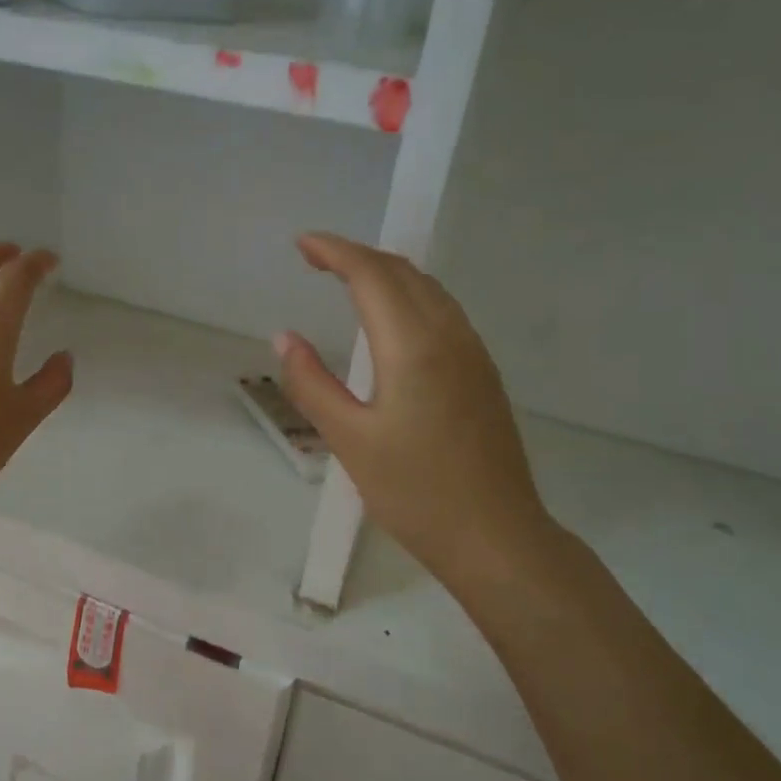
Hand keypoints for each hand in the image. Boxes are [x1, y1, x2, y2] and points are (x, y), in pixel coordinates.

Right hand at [274, 233, 562, 591]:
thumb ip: (312, 384)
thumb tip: (285, 338)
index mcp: (414, 347)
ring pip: (428, 290)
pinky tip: (391, 318)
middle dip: (357, 255)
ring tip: (347, 279)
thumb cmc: (415, 492)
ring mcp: (473, 354)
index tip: (301, 244)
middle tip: (315, 258)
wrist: (495, 536)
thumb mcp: (350, 440)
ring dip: (386, 273)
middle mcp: (450, 336)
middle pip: (403, 273)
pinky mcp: (482, 374)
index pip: (372, 276)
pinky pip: (443, 312)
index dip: (335, 251)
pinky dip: (409, 296)